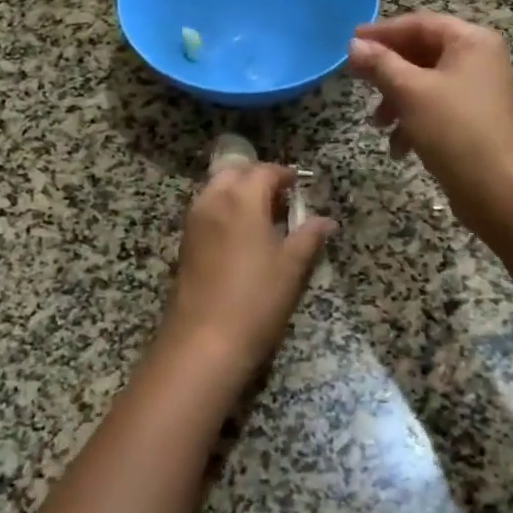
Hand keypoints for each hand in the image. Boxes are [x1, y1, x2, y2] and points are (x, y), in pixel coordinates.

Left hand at [161, 161, 333, 386]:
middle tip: (280, 197)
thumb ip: (309, 236)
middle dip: (257, 178)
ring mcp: (194, 221)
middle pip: (235, 173)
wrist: (203, 341)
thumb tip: (326, 221)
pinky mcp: (185, 243)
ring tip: (263, 217)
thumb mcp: (292, 267)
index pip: (264, 171)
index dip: (285, 175)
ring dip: (238, 193)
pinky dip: (224, 210)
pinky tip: (242, 237)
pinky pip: (207, 210)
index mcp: (241, 198)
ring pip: (217, 190)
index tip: (300, 185)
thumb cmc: (256, 299)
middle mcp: (213, 200)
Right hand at [347, 12, 512, 234]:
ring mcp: (480, 92)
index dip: (383, 32)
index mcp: (472, 42)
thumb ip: (380, 64)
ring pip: (427, 84)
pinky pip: (438, 109)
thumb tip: (354, 45)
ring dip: (397, 100)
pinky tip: (399, 147)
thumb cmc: (455, 130)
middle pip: (423, 53)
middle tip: (357, 80)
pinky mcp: (476, 121)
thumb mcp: (411, 92)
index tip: (351, 42)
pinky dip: (415, 121)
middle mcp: (480, 60)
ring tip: (378, 124)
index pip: (420, 24)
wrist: (501, 191)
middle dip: (388, 71)